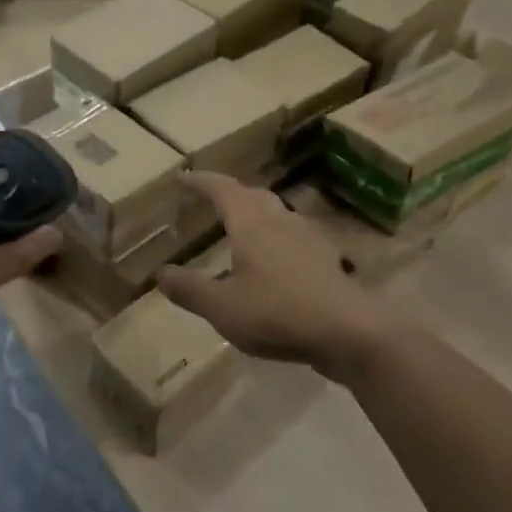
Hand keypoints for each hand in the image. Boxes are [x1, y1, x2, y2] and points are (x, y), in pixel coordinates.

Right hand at [156, 172, 382, 380]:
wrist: (350, 334)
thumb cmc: (278, 313)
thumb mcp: (222, 308)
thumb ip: (189, 289)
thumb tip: (161, 274)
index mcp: (251, 224)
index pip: (222, 189)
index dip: (201, 181)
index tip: (183, 177)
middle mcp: (280, 221)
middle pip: (253, 195)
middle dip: (230, 193)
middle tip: (211, 199)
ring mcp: (308, 238)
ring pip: (277, 213)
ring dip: (255, 212)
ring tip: (241, 227)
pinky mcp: (326, 259)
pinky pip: (294, 236)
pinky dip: (276, 237)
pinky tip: (275, 260)